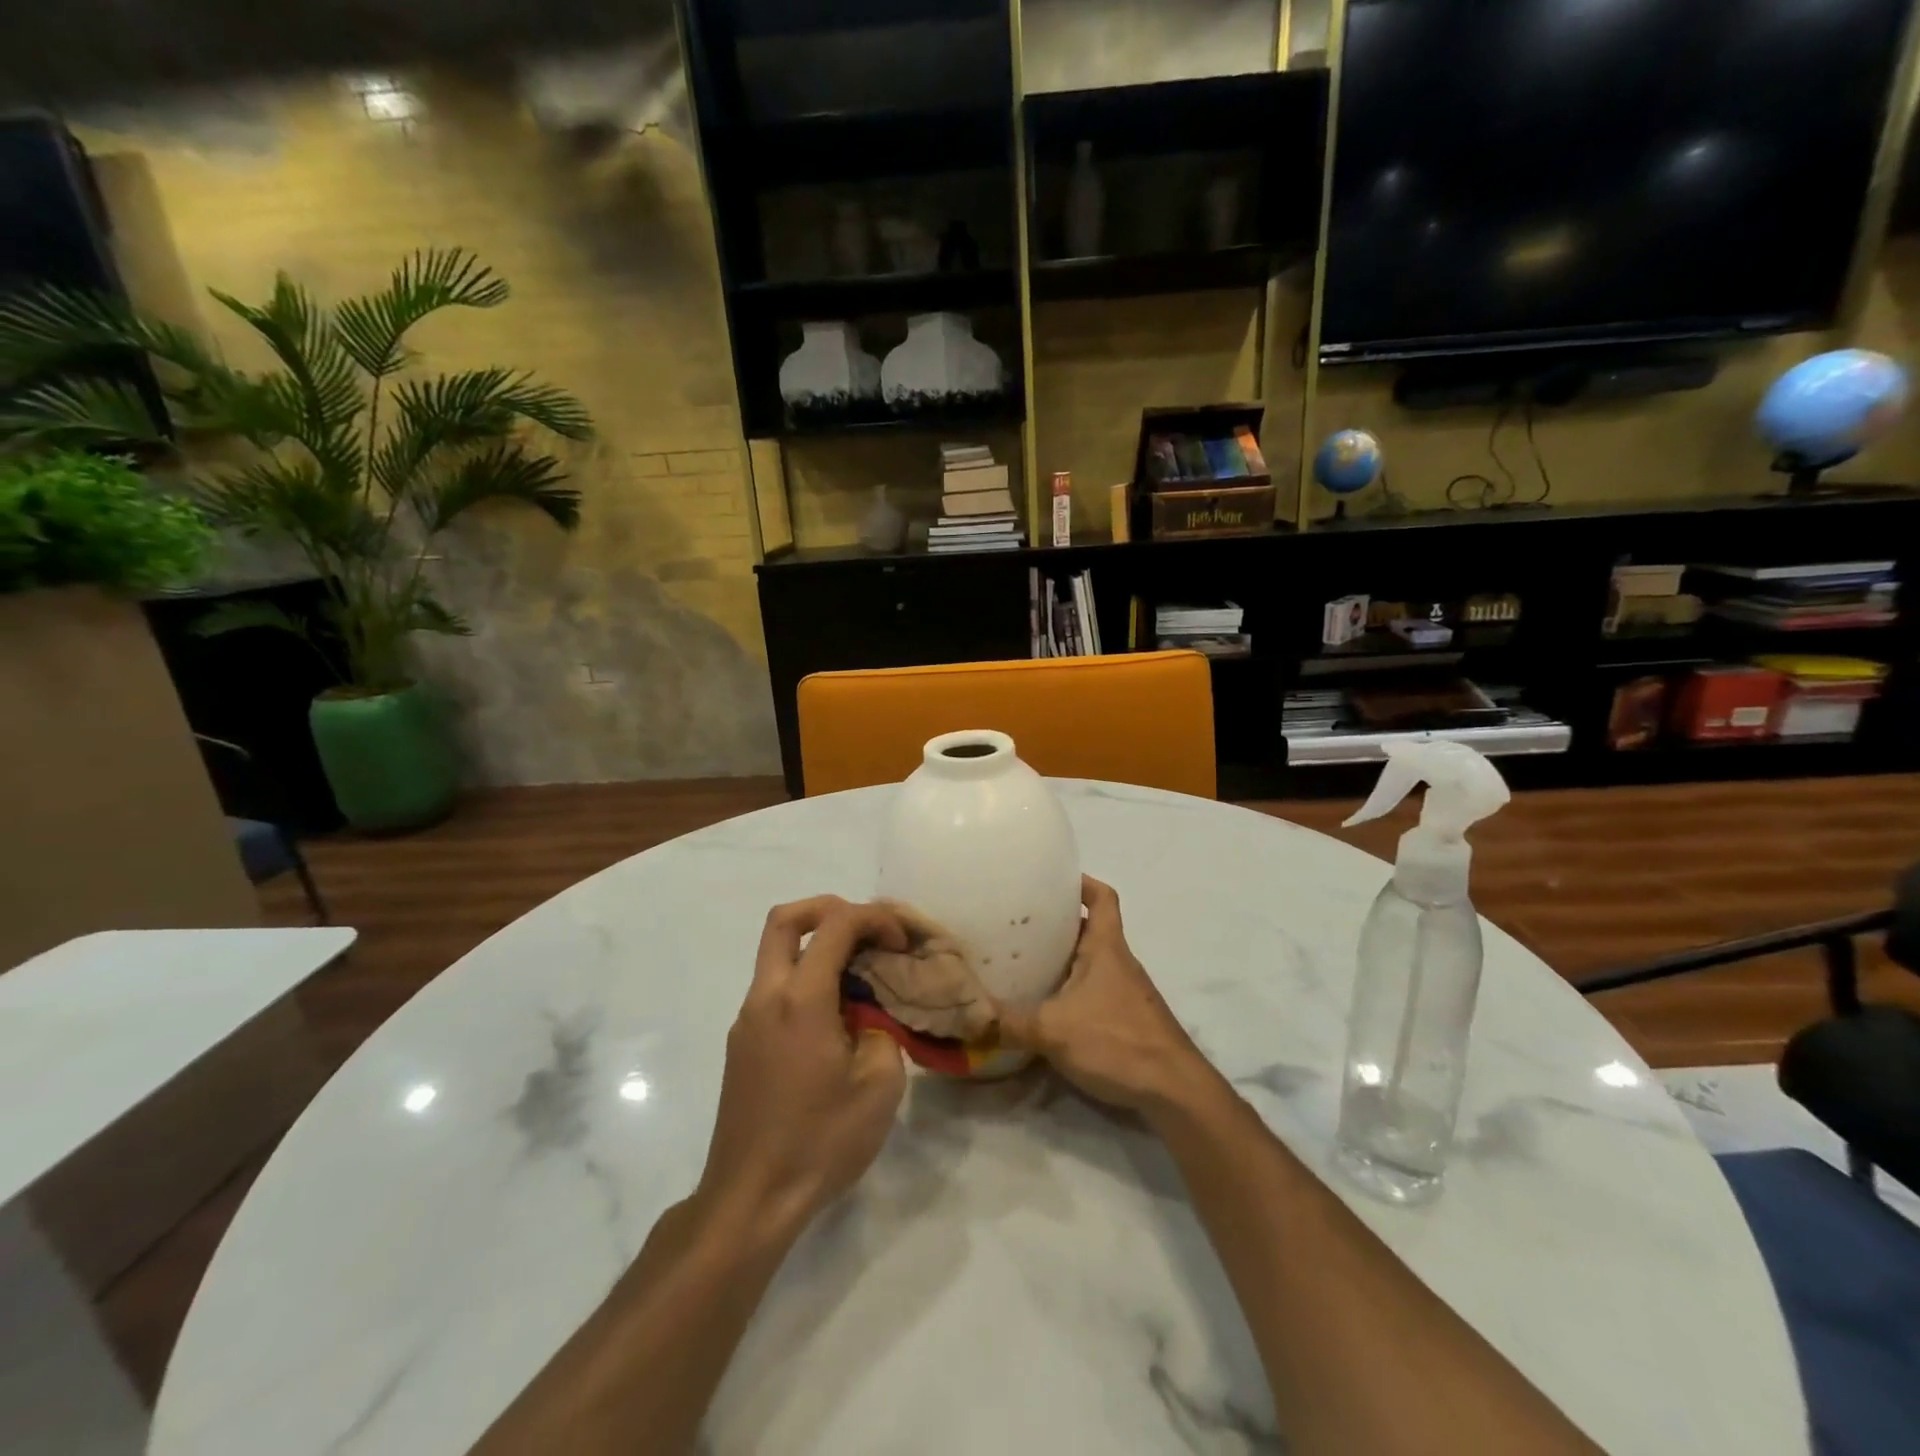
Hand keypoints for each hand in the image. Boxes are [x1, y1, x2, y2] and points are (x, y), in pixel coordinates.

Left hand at [694, 897, 909, 1240]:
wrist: (751, 1200)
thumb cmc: (820, 1141)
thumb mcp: (880, 1086)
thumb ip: (883, 1030)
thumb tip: (870, 1014)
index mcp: (800, 999)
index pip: (836, 924)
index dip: (875, 918)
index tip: (901, 944)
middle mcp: (766, 996)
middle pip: (785, 919)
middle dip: (830, 908)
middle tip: (867, 931)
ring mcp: (747, 1019)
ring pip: (776, 953)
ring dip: (818, 946)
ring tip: (860, 975)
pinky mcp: (743, 1043)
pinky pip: (775, 987)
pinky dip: (806, 978)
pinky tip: (836, 1016)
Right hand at [998, 876, 1218, 1116]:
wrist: (1174, 1090)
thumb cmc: (1117, 1041)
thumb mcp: (1053, 1031)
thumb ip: (1009, 1023)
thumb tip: (969, 1016)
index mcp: (1106, 947)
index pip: (1102, 896)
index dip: (1080, 881)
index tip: (1051, 879)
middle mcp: (1118, 961)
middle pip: (1090, 926)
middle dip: (1058, 922)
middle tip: (1020, 924)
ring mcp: (1125, 990)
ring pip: (1091, 959)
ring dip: (1063, 957)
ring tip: (1025, 962)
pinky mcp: (1126, 1017)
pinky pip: (1094, 988)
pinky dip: (1072, 988)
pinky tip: (1048, 1006)